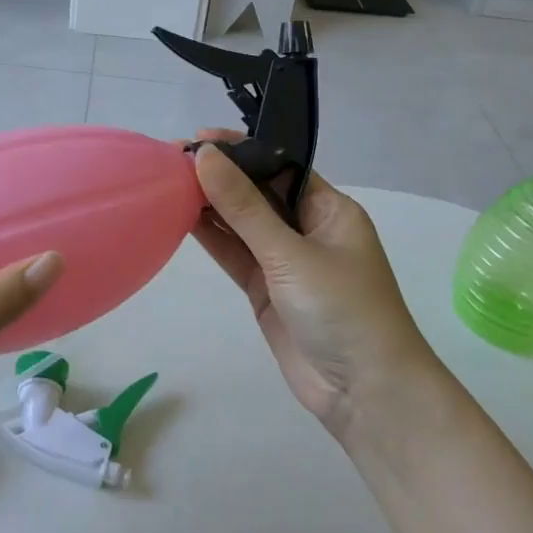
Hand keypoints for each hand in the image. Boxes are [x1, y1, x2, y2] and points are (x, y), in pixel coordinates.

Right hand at [191, 132, 435, 438]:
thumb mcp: (291, 254)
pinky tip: (180, 218)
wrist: (366, 394)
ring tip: (166, 183)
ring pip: (241, 224)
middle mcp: (307, 229)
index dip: (240, 150)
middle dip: (219, 176)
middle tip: (170, 160)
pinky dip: (211, 238)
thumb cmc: (342, 309)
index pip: (279, 166)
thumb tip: (204, 157)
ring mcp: (285, 262)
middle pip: (256, 193)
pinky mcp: (266, 290)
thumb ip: (244, 207)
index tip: (198, 138)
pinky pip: (235, 254)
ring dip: (209, 205)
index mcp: (329, 209)